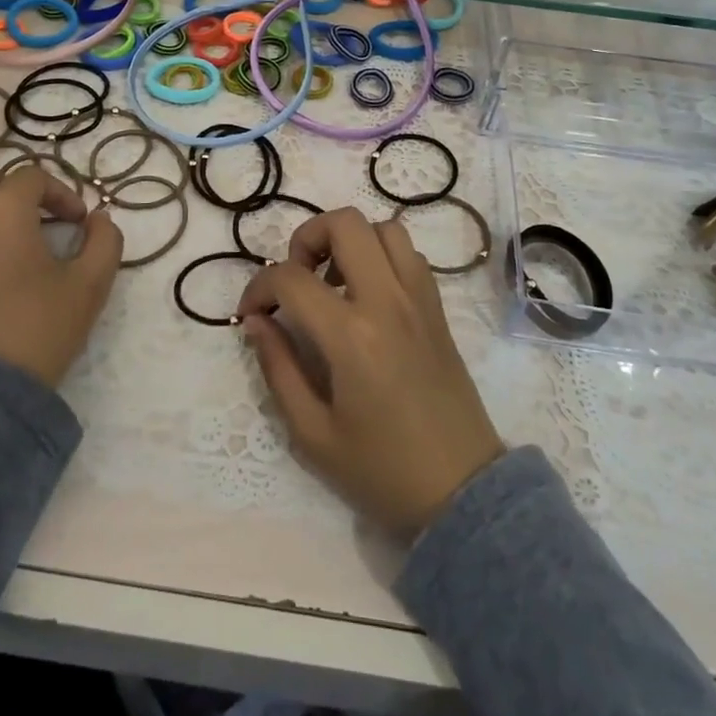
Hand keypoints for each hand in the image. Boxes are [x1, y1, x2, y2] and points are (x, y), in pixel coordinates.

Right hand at [237, 208, 503, 539]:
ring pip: (384, 228)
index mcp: (352, 336)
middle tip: (296, 279)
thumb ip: (278, 369)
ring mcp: (419, 299)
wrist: (463, 492)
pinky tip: (368, 295)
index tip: (252, 314)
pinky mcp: (438, 308)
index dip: (258, 287)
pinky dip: (382, 255)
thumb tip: (257, 321)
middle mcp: (388, 301)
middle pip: (345, 223)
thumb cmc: (382, 470)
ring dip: (350, 241)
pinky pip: (410, 254)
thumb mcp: (312, 434)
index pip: (291, 278)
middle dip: (306, 237)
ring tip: (333, 281)